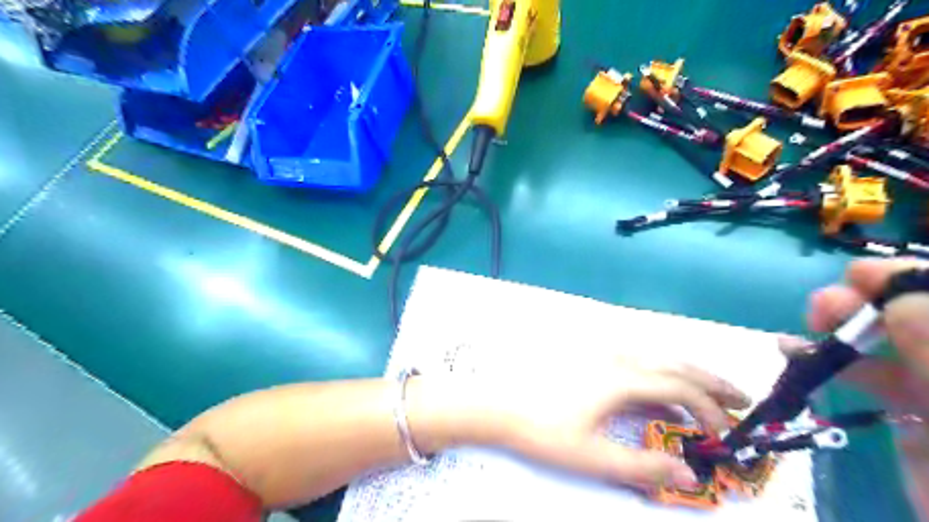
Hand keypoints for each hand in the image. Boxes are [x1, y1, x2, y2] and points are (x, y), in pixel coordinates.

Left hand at [425, 357, 749, 490]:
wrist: (499, 404)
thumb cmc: (543, 430)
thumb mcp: (593, 457)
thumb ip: (642, 466)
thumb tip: (688, 476)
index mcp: (621, 378)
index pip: (680, 388)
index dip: (709, 411)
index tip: (728, 435)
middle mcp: (617, 357)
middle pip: (675, 363)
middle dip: (711, 381)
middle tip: (742, 400)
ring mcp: (602, 353)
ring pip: (658, 356)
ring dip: (689, 373)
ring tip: (712, 393)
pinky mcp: (590, 357)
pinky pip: (639, 359)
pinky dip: (663, 373)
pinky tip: (664, 391)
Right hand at [791, 259, 927, 518]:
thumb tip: (894, 295)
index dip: (902, 278)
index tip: (855, 276)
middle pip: (908, 310)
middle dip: (864, 299)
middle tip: (823, 307)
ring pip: (885, 336)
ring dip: (839, 324)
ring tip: (807, 323)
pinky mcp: (905, 407)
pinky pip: (866, 371)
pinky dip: (828, 356)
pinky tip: (794, 349)